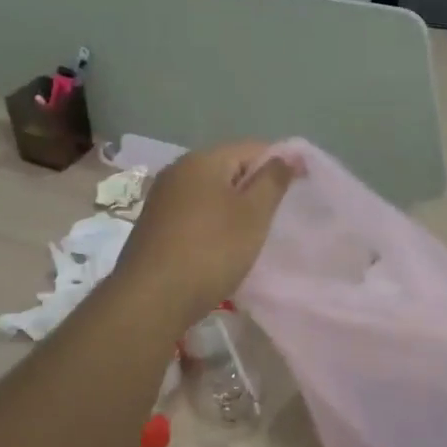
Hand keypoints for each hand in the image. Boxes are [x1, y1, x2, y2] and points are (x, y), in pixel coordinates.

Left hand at [112, 142, 295, 332]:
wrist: (151, 299)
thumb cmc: (211, 251)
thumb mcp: (253, 215)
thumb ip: (273, 180)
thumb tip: (289, 154)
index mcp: (202, 160)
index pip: (252, 148)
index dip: (278, 166)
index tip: (295, 193)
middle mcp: (177, 170)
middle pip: (228, 168)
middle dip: (253, 189)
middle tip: (273, 220)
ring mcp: (161, 198)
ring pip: (210, 193)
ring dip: (232, 209)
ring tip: (249, 237)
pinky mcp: (153, 225)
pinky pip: (193, 213)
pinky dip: (211, 225)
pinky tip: (219, 249)